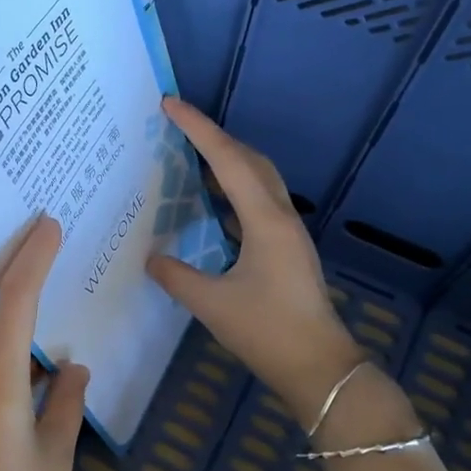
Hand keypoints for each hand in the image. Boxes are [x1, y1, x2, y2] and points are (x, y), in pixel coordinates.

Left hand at [0, 216, 89, 470]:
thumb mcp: (55, 459)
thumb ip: (65, 403)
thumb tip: (74, 367)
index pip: (14, 302)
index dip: (31, 259)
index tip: (47, 226)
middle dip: (26, 305)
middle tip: (60, 281)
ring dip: (15, 348)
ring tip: (53, 353)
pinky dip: (1, 373)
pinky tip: (28, 390)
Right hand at [148, 98, 411, 441]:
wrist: (319, 366)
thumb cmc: (267, 331)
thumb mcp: (211, 305)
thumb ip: (176, 276)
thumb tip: (151, 258)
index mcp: (265, 220)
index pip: (227, 160)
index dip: (197, 129)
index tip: (170, 104)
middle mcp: (280, 216)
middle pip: (249, 159)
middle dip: (214, 137)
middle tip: (177, 126)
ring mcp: (287, 231)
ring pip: (258, 178)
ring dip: (226, 160)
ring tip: (190, 155)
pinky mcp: (286, 248)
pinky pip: (257, 200)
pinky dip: (233, 188)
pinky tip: (212, 202)